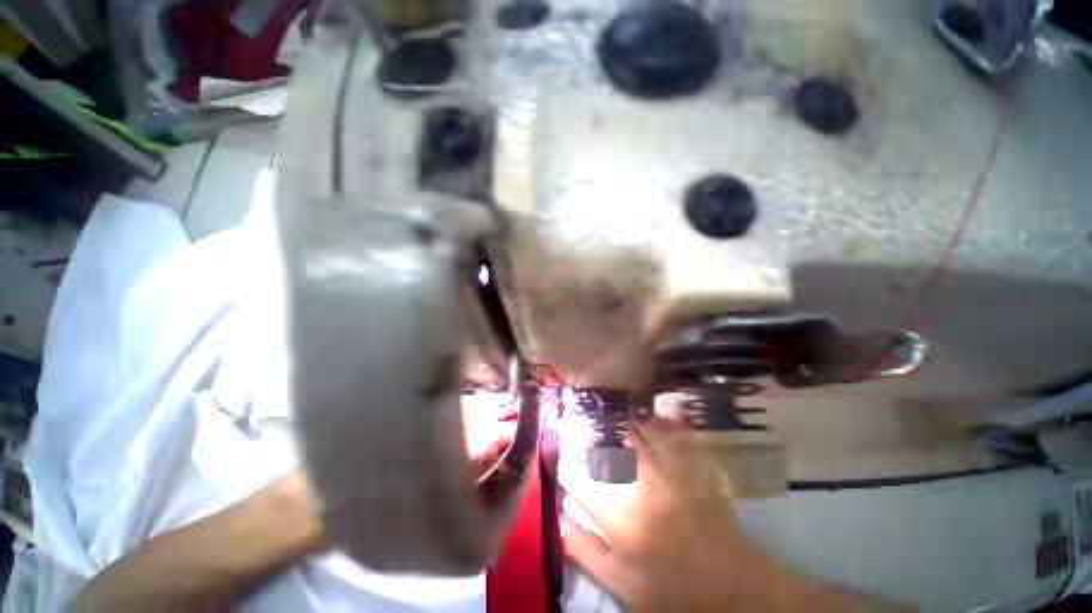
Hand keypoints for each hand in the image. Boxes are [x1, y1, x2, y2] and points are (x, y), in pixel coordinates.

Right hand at [560, 419, 886, 612]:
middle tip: (581, 423)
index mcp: (619, 514)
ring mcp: (669, 468)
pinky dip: (661, 417)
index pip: (579, 479)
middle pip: (607, 444)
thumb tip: (559, 519)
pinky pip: (673, 431)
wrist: (735, 586)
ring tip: (609, 408)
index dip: (567, 467)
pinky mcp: (691, 464)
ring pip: (637, 430)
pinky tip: (654, 410)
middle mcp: (640, 482)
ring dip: (621, 418)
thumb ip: (586, 552)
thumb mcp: (623, 586)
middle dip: (591, 434)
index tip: (562, 461)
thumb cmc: (673, 589)